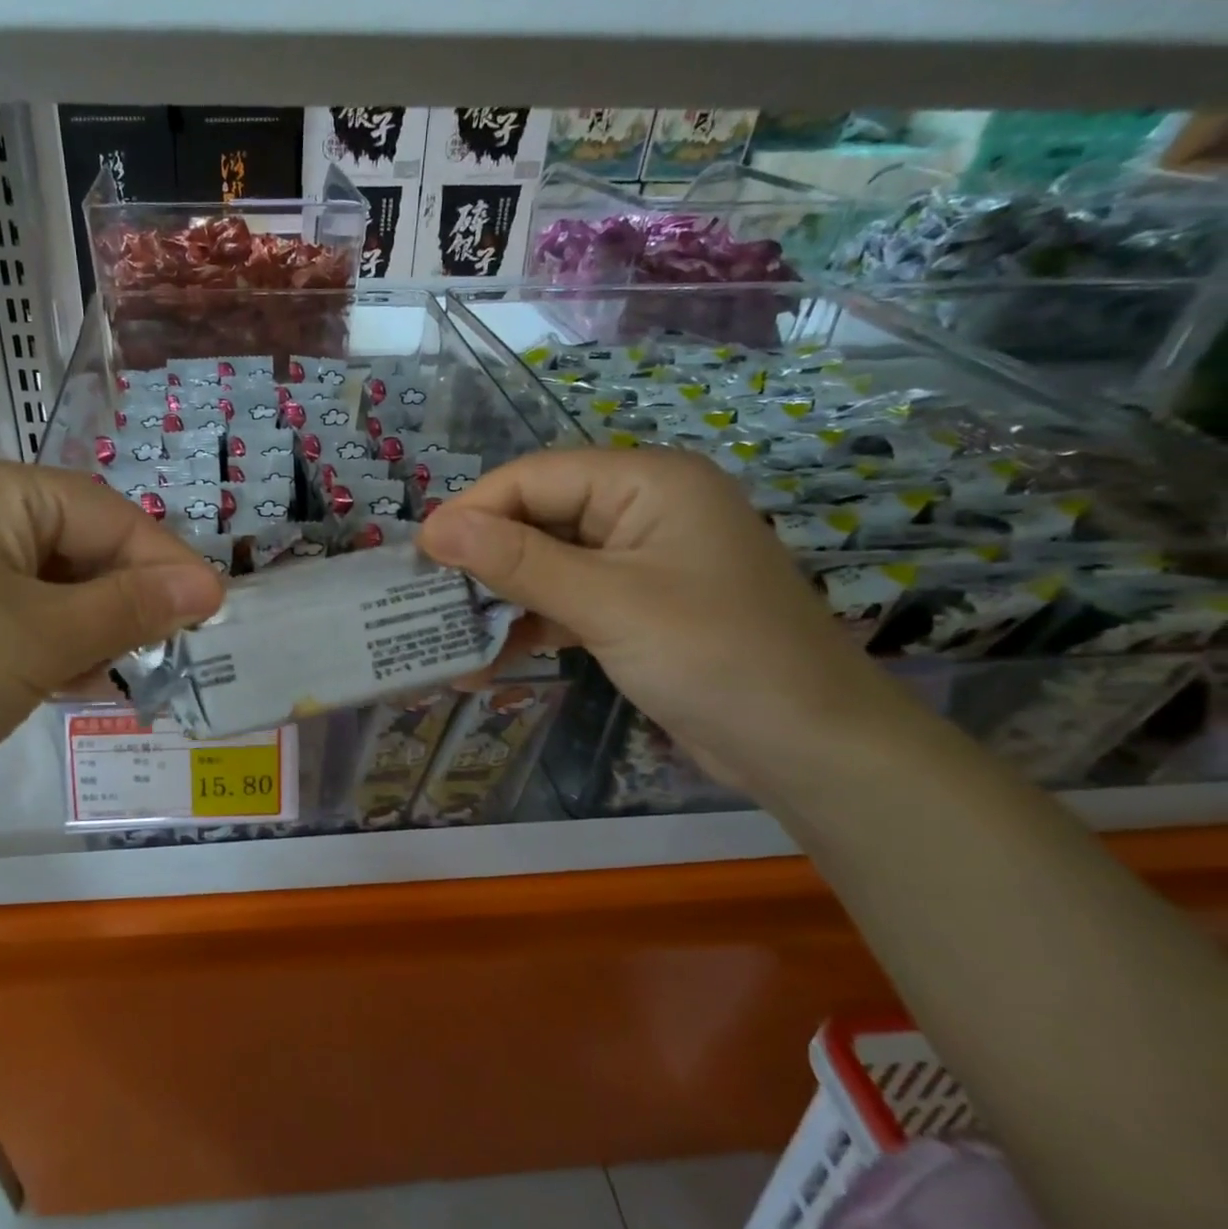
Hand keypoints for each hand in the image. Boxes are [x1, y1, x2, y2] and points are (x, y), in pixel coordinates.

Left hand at [0, 461, 225, 848]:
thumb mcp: (42, 639)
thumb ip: (132, 607)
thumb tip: (210, 586)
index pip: (106, 513)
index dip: (166, 561)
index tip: (216, 609)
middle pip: (75, 545)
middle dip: (127, 596)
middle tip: (174, 647)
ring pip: (44, 586)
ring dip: (90, 626)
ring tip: (125, 671)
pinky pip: (7, 616)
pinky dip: (46, 645)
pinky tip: (68, 682)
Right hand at [416, 447, 904, 791]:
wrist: (810, 750)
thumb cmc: (715, 658)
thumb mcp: (607, 604)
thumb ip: (518, 562)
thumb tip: (434, 529)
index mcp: (647, 482)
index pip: (534, 477)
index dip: (472, 512)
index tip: (418, 557)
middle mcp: (641, 509)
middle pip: (537, 518)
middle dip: (481, 560)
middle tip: (424, 599)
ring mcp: (639, 560)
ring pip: (546, 563)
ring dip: (499, 600)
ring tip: (444, 635)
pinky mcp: (635, 606)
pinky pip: (566, 601)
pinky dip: (529, 626)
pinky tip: (486, 661)